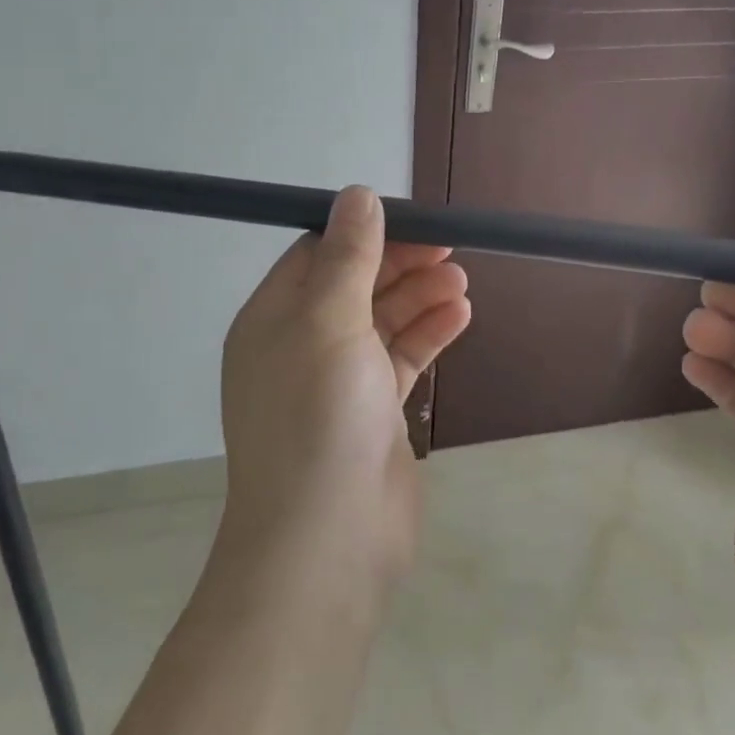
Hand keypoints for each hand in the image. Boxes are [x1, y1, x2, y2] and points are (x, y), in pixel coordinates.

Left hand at [218, 187, 470, 593]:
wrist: (328, 539)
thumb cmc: (319, 417)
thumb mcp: (329, 322)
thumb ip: (348, 258)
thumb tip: (356, 195)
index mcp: (273, 319)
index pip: (316, 255)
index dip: (363, 234)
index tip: (412, 220)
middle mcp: (300, 346)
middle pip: (354, 286)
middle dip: (400, 264)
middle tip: (449, 250)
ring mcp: (338, 383)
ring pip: (382, 322)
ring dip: (419, 297)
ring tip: (461, 282)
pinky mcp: (372, 414)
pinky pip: (400, 360)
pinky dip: (428, 336)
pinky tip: (460, 316)